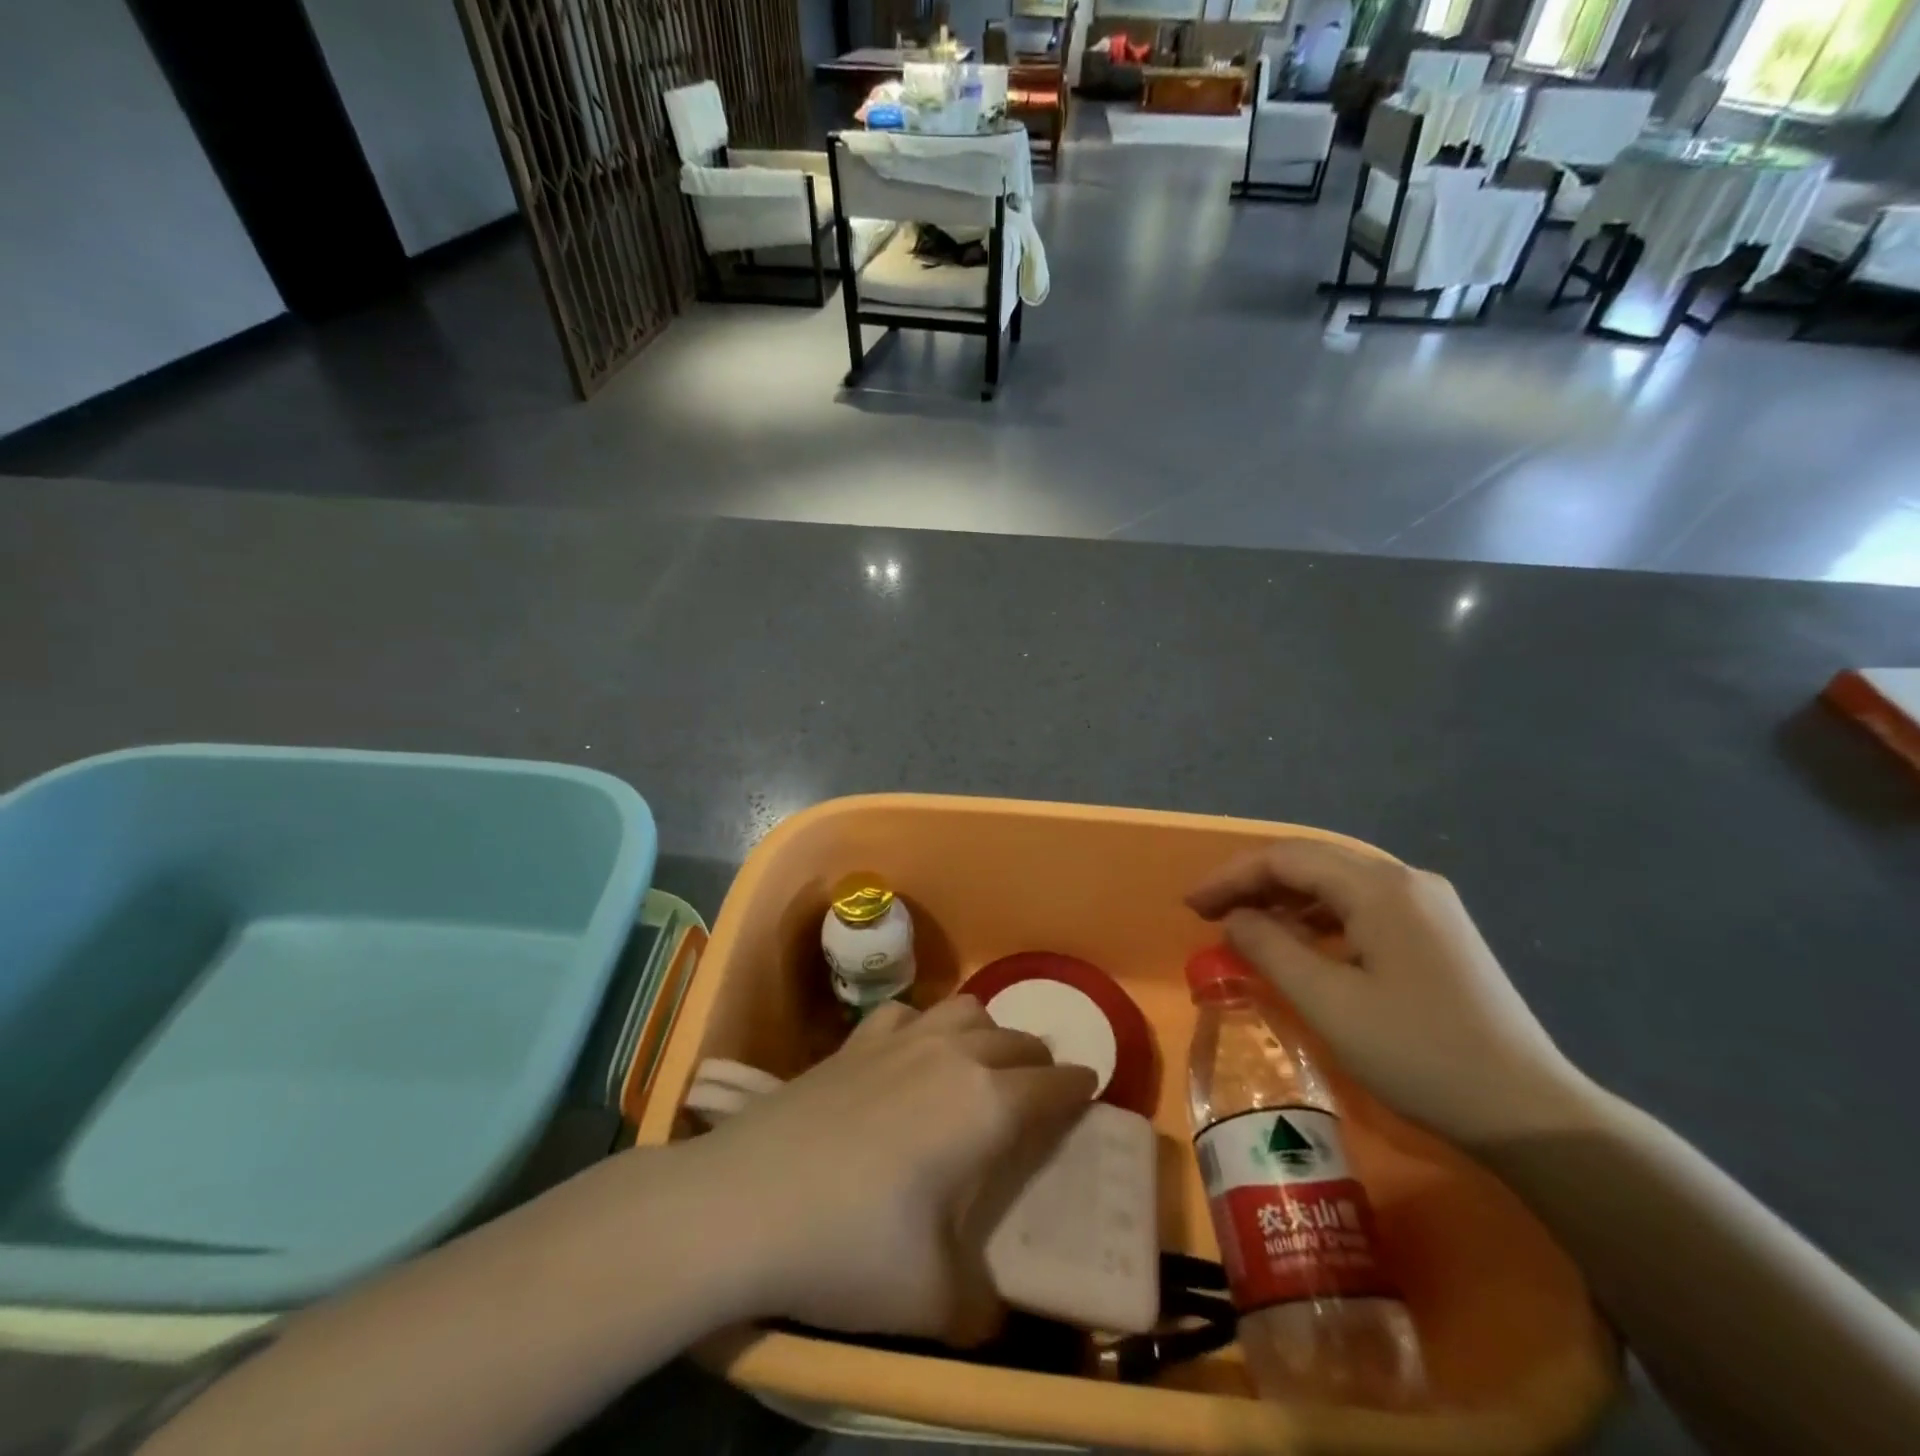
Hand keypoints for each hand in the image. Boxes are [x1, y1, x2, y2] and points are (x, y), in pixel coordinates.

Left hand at [683, 996, 1096, 1344]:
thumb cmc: (851, 1248)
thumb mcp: (932, 1298)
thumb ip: (982, 1306)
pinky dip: (925, 1025)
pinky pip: (908, 1013)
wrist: (743, 1203)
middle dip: (1038, 1062)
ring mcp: (900, 1040)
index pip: (1054, 1084)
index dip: (1080, 1087)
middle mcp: (953, 1056)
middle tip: (1038, 1093)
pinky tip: (911, 1053)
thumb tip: (997, 1315)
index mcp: (987, 1105)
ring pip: (967, 1010)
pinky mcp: (854, 1040)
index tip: (1090, 1091)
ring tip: (981, 1065)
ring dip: (988, 1031)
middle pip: (1016, 1040)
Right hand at [1187, 839, 1596, 1147]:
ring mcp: (1428, 905)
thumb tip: (1235, 918)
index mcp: (1380, 887)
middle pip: (1312, 862)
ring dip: (1286, 900)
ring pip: (1337, 883)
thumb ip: (1269, 948)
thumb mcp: (1328, 1002)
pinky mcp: (1438, 933)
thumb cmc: (1418, 1053)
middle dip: (1254, 884)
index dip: (1231, 877)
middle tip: (1210, 914)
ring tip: (1247, 929)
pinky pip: (1362, 906)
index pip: (1285, 858)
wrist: (1529, 1114)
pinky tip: (1301, 945)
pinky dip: (1320, 919)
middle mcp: (1406, 880)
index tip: (1191, 906)